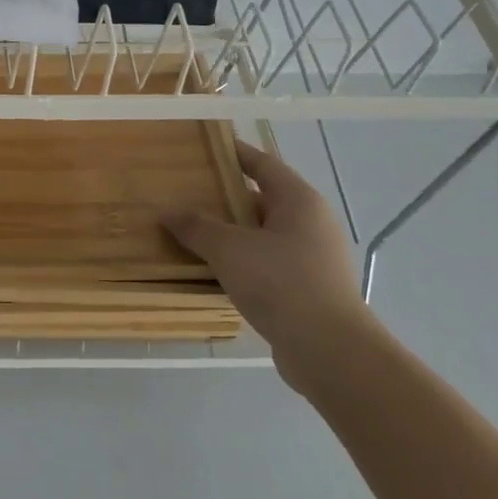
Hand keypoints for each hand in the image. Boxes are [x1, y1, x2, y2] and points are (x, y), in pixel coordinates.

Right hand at [163, 139, 376, 393]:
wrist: (330, 351)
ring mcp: (312, 259)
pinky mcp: (307, 290)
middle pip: (262, 199)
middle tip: (185, 192)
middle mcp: (310, 224)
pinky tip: (211, 270)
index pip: (263, 164)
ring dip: (230, 233)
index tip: (206, 146)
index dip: (235, 153)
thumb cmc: (281, 283)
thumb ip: (196, 226)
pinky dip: (240, 261)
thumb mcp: (228, 249)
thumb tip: (167, 211)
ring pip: (262, 235)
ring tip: (190, 231)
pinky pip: (266, 264)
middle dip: (224, 197)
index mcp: (299, 201)